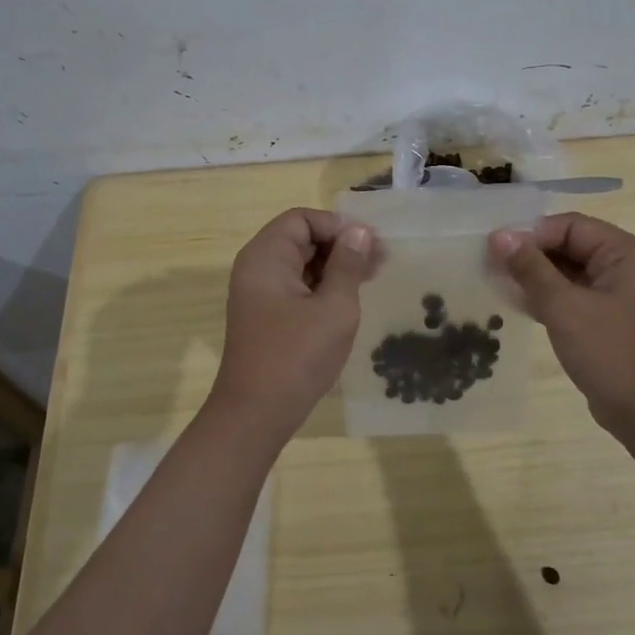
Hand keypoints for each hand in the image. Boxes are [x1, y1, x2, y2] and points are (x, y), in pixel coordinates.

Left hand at [210, 208, 373, 431]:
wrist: (256, 414)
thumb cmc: (297, 356)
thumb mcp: (334, 308)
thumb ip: (348, 265)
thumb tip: (359, 232)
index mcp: (266, 257)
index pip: (302, 219)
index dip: (337, 226)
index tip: (369, 246)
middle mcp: (256, 268)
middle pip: (300, 238)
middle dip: (339, 245)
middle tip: (379, 262)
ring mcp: (258, 293)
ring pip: (300, 263)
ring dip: (334, 266)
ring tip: (370, 278)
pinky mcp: (265, 316)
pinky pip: (295, 286)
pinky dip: (321, 286)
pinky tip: (348, 299)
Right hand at [489, 213, 634, 431]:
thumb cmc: (612, 353)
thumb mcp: (565, 307)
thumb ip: (531, 268)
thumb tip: (499, 235)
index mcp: (627, 253)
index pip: (571, 226)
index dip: (532, 233)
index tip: (495, 247)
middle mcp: (626, 267)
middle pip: (570, 245)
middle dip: (531, 254)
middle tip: (490, 264)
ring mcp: (618, 295)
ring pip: (568, 272)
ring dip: (535, 276)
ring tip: (496, 281)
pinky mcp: (608, 320)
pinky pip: (572, 296)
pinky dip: (547, 297)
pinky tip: (516, 303)